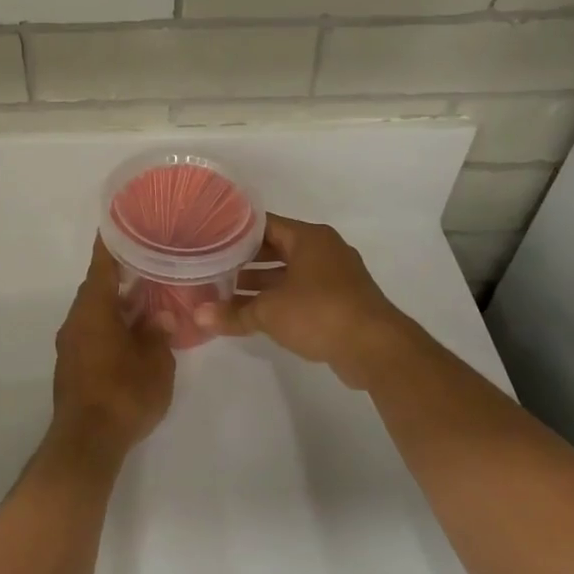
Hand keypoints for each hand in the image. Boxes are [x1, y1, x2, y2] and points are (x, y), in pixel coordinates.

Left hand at [51, 239, 176, 460]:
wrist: (87, 441)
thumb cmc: (124, 393)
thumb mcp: (155, 361)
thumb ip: (158, 333)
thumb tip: (160, 316)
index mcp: (94, 309)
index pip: (102, 265)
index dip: (112, 243)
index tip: (121, 223)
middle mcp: (76, 320)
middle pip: (97, 288)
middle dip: (121, 276)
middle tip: (149, 264)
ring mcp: (70, 345)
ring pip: (95, 313)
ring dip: (117, 305)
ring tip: (147, 299)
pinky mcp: (71, 366)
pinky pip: (92, 333)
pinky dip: (110, 326)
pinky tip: (133, 335)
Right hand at [196, 215, 428, 388]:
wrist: (375, 348)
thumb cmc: (319, 313)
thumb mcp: (269, 312)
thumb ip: (232, 313)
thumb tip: (197, 317)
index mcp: (309, 238)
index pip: (263, 224)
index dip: (234, 231)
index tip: (208, 239)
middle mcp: (323, 250)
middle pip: (275, 248)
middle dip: (243, 260)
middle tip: (211, 267)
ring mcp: (334, 276)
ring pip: (288, 273)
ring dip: (260, 283)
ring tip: (224, 293)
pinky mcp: (340, 301)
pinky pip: (301, 292)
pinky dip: (278, 299)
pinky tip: (253, 314)